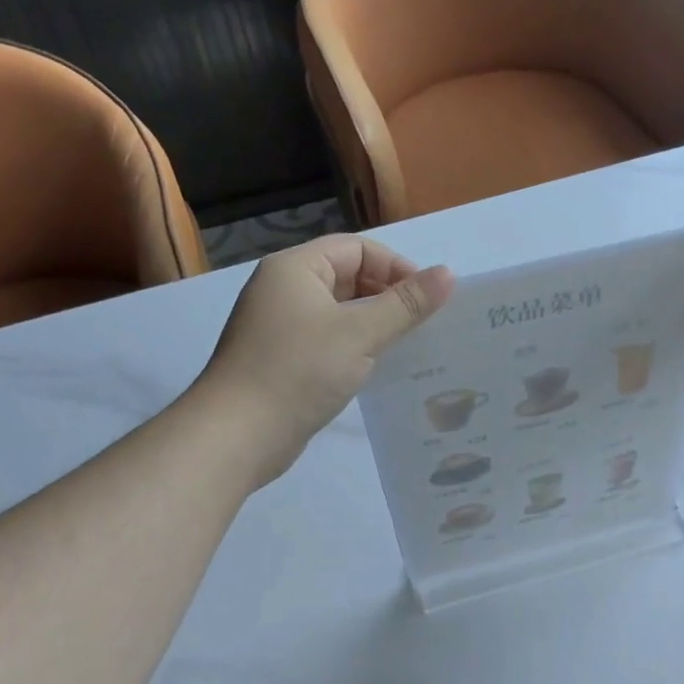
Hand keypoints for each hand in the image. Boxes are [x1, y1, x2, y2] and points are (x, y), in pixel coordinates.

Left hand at [196, 235, 453, 485]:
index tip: (426, 298)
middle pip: (347, 276)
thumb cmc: (299, 370)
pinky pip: (327, 339)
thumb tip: (448, 274)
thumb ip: (406, 304)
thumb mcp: (360, 333)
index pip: (356, 248)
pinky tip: (376, 368)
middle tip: (421, 323)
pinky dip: (354, 346)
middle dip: (386, 294)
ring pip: (338, 311)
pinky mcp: (281, 359)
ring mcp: (279, 326)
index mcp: (295, 269)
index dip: (395, 266)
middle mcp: (283, 289)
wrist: (236, 435)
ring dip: (373, 323)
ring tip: (407, 345)